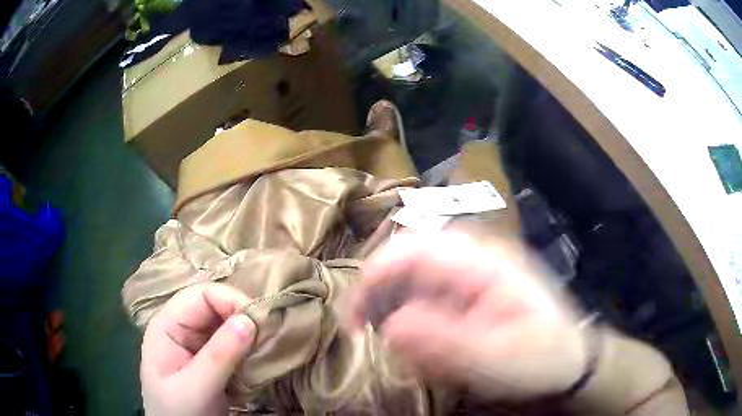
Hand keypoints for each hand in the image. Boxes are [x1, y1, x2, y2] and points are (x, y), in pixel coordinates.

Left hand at [141, 283, 255, 415]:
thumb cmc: (179, 412)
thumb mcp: (196, 388)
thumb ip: (219, 356)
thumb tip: (250, 320)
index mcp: (167, 325)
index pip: (200, 295)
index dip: (231, 300)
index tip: (260, 323)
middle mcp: (181, 328)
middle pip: (215, 306)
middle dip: (243, 317)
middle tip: (268, 337)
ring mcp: (196, 344)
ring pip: (227, 324)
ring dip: (248, 334)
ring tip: (265, 348)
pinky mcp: (211, 359)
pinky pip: (233, 343)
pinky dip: (248, 348)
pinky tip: (257, 359)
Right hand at [352, 231, 588, 399]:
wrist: (568, 360)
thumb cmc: (541, 357)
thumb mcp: (498, 357)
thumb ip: (446, 342)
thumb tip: (390, 326)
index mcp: (485, 262)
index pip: (416, 249)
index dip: (376, 275)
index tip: (353, 315)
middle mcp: (475, 258)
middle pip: (409, 258)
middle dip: (381, 293)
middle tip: (365, 329)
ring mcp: (473, 273)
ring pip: (415, 278)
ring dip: (399, 309)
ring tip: (403, 345)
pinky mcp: (471, 291)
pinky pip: (429, 296)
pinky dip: (416, 320)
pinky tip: (427, 345)